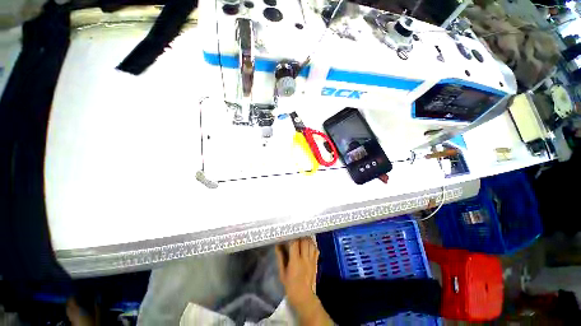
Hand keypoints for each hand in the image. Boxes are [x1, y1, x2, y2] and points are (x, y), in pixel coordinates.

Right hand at [276, 238, 332, 324]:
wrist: (304, 298)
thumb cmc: (290, 286)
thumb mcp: (282, 273)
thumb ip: (280, 258)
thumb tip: (277, 245)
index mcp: (295, 261)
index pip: (294, 244)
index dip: (291, 236)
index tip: (288, 233)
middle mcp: (305, 259)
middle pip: (304, 241)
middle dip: (300, 235)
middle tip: (295, 233)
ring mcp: (312, 260)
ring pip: (311, 244)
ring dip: (306, 238)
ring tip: (302, 236)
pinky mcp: (316, 262)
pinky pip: (316, 249)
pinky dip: (312, 244)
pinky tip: (309, 243)